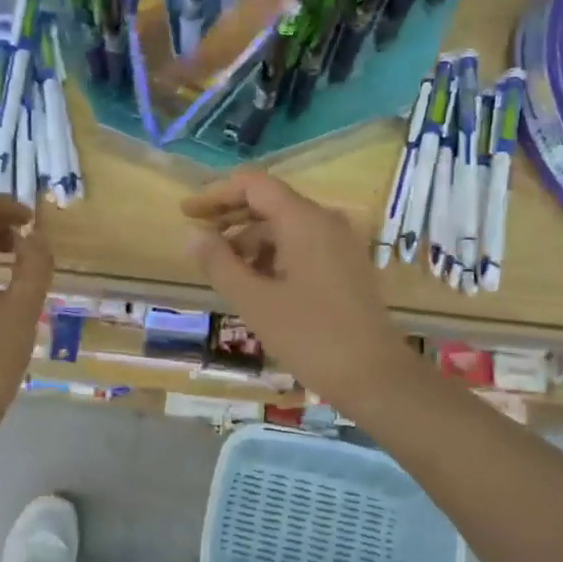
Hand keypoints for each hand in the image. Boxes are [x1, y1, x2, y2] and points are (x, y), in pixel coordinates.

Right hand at [183, 171, 422, 411]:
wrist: (375, 376)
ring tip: (223, 270)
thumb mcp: (254, 301)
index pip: (253, 185)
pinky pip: (302, 245)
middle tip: (198, 241)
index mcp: (304, 220)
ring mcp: (340, 243)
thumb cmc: (310, 336)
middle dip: (230, 218)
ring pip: (285, 227)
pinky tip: (255, 283)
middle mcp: (325, 221)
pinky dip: (274, 255)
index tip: (187, 213)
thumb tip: (193, 236)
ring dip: (251, 241)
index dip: (216, 194)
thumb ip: (219, 263)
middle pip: (270, 203)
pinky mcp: (346, 265)